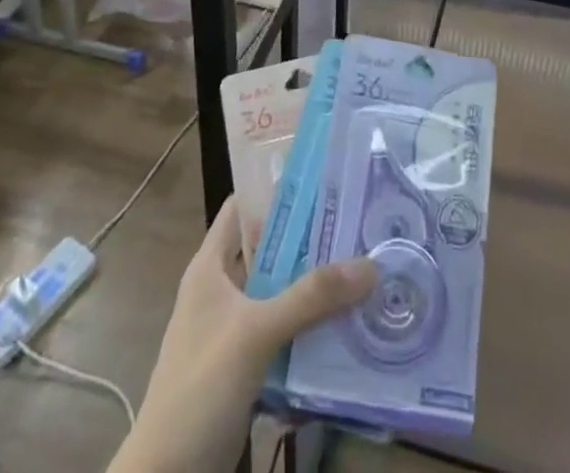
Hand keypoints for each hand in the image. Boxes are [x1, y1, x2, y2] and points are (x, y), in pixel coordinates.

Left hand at [110, 199, 375, 472]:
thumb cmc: (200, 388)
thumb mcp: (256, 333)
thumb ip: (311, 297)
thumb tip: (370, 264)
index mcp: (210, 267)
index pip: (243, 207)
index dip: (277, 190)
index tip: (325, 181)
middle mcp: (221, 291)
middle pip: (271, 252)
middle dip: (312, 244)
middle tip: (361, 229)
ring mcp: (233, 333)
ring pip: (281, 297)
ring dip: (316, 293)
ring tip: (365, 276)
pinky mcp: (245, 370)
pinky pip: (284, 339)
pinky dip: (310, 335)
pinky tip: (346, 333)